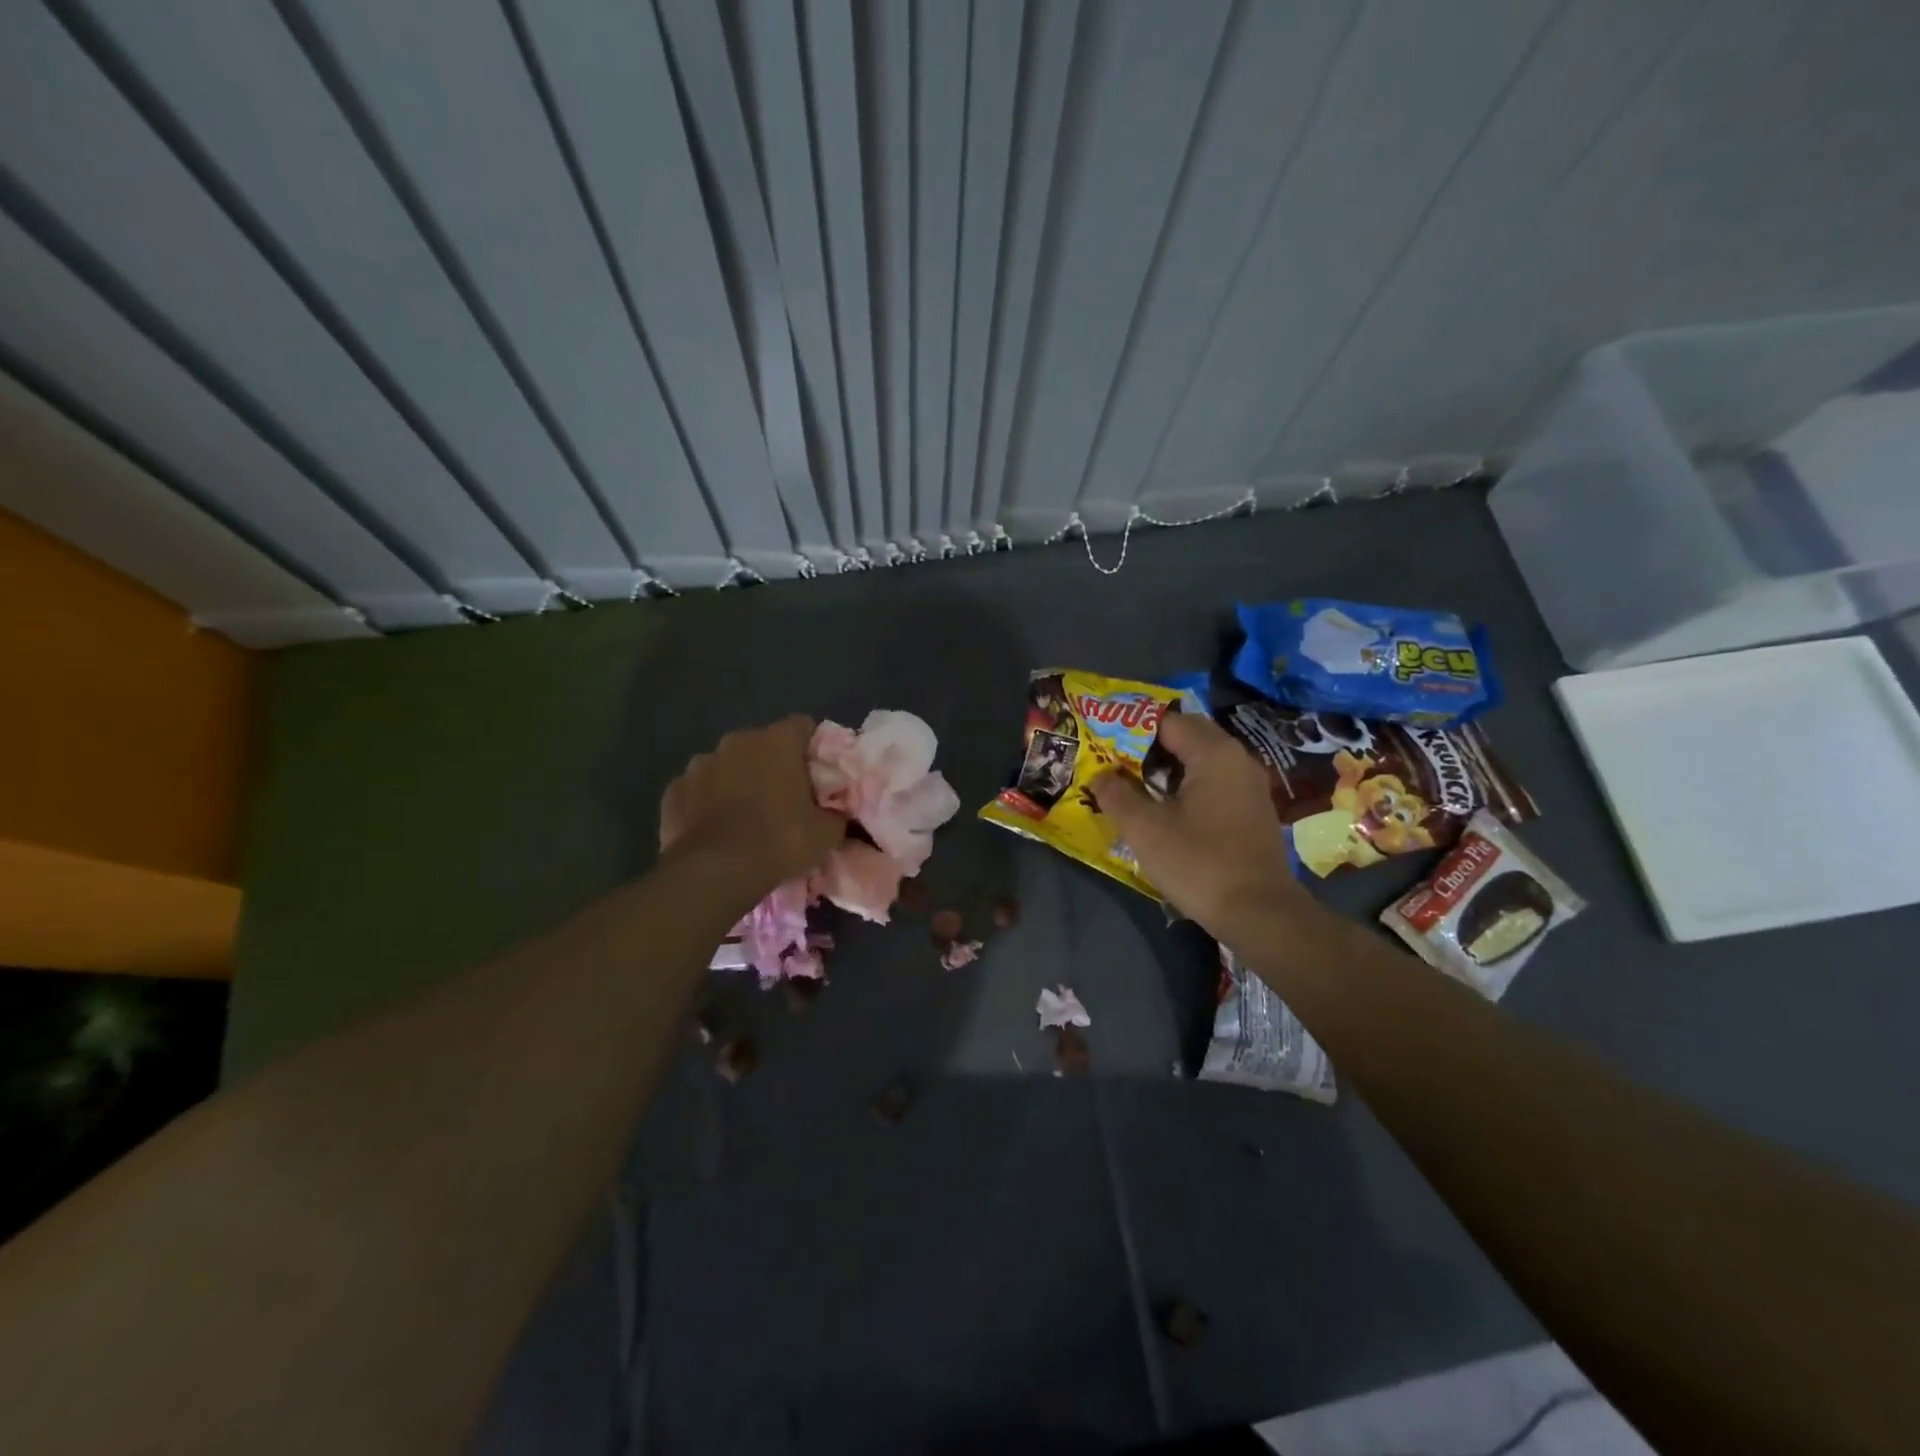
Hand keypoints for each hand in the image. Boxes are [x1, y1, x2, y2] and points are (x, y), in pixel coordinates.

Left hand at [660, 716, 846, 891]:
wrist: (715, 872)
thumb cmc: (780, 840)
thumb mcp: (826, 833)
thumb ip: (835, 814)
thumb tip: (835, 814)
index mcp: (777, 741)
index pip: (804, 726)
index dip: (813, 749)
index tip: (818, 776)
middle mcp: (736, 741)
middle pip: (763, 744)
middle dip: (774, 765)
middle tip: (786, 799)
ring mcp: (699, 764)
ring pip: (728, 765)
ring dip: (738, 781)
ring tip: (747, 817)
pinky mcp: (673, 791)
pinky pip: (699, 790)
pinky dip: (708, 802)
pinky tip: (716, 829)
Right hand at [1089, 711, 1310, 931]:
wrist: (1259, 913)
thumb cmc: (1198, 862)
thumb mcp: (1145, 829)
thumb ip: (1117, 794)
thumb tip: (1100, 775)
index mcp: (1214, 753)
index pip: (1167, 721)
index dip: (1131, 728)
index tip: (1103, 742)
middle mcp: (1237, 759)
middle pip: (1187, 736)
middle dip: (1149, 745)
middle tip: (1114, 761)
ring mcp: (1249, 786)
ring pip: (1201, 760)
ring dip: (1167, 767)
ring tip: (1132, 784)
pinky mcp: (1252, 811)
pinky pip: (1213, 782)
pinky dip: (1186, 786)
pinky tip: (1164, 808)